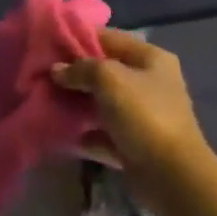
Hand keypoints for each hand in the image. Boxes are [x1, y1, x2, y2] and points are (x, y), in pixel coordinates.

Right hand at [52, 29, 209, 188]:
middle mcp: (150, 83)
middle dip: (75, 73)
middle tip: (44, 74)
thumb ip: (80, 69)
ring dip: (77, 103)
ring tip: (46, 99)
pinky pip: (103, 132)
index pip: (110, 38)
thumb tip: (57, 70)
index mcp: (151, 59)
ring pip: (103, 103)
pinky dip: (84, 132)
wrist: (172, 177)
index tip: (50, 43)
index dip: (79, 38)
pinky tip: (60, 130)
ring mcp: (143, 116)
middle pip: (105, 71)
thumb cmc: (144, 115)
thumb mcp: (108, 79)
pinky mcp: (134, 145)